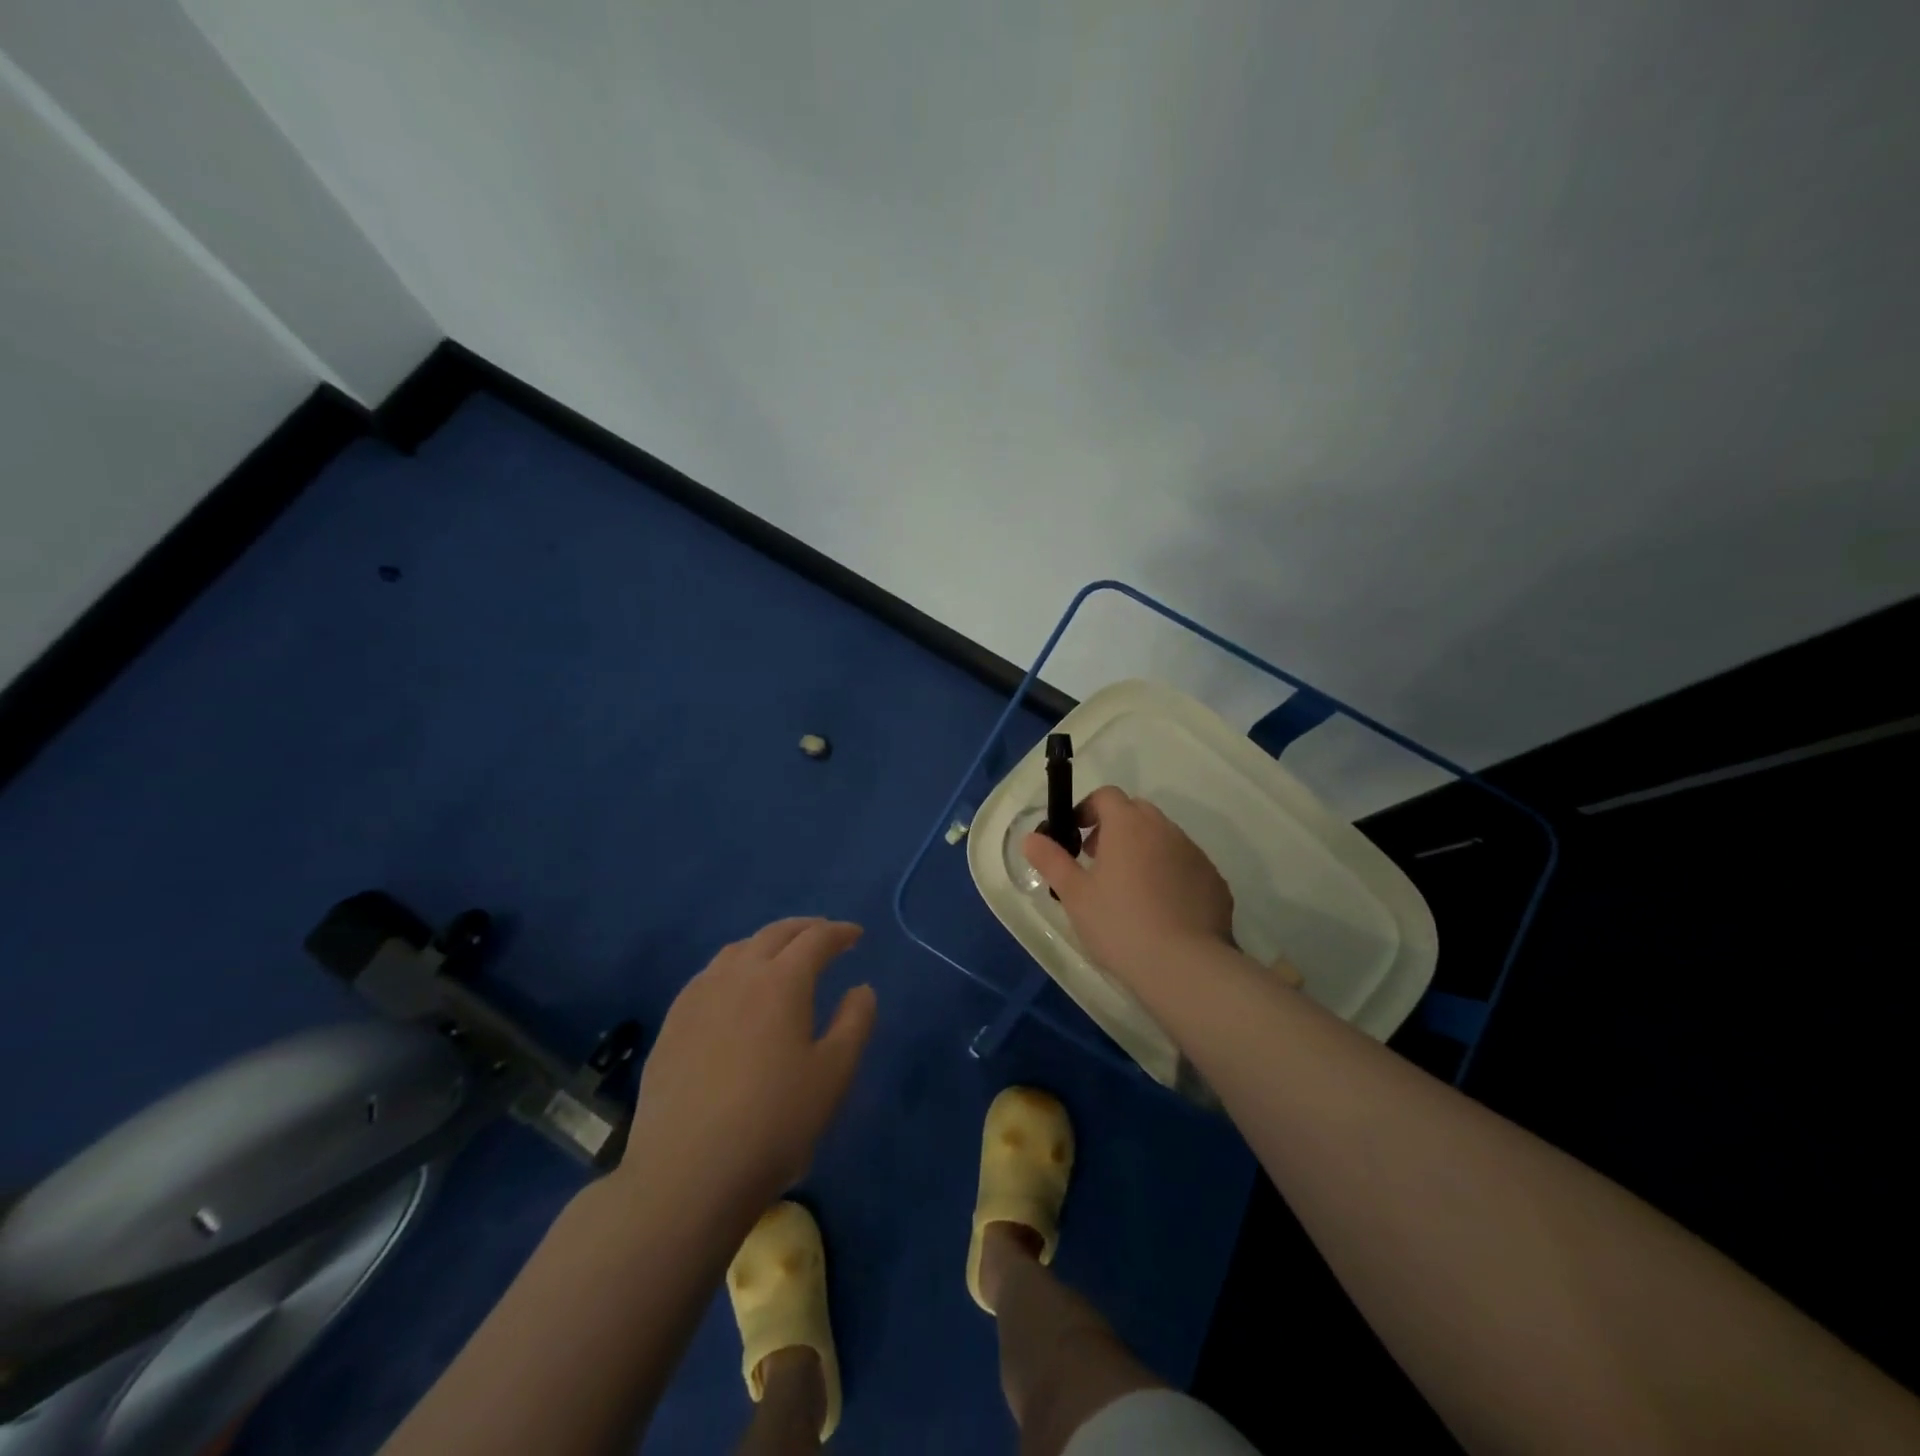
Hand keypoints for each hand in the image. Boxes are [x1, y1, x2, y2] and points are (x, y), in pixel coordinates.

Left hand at [621, 918, 876, 1205]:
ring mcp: (698, 997)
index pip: (816, 938)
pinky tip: (735, 991)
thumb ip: (855, 1023)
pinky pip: (709, 975)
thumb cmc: (774, 1122)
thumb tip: (861, 988)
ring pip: (737, 950)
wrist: (687, 1174)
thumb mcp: (833, 1075)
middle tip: (824, 935)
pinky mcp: (672, 1023)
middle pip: (774, 934)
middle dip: (804, 929)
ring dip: (767, 944)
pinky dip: (734, 967)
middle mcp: (738, 975)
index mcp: (782, 981)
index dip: (839, 932)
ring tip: (781, 957)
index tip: (856, 935)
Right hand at [1024, 786, 1236, 988]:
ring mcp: (1195, 854)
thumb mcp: (1074, 895)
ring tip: (1129, 890)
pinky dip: (1170, 875)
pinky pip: (1186, 866)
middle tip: (1098, 862)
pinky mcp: (1214, 881)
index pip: (1107, 796)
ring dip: (1144, 850)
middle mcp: (1165, 829)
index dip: (1088, 809)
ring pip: (1164, 839)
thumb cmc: (1119, 924)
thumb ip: (1051, 861)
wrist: (1184, 965)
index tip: (1076, 835)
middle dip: (1115, 828)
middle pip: (1137, 812)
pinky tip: (1161, 910)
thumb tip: (1030, 838)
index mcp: (1128, 825)